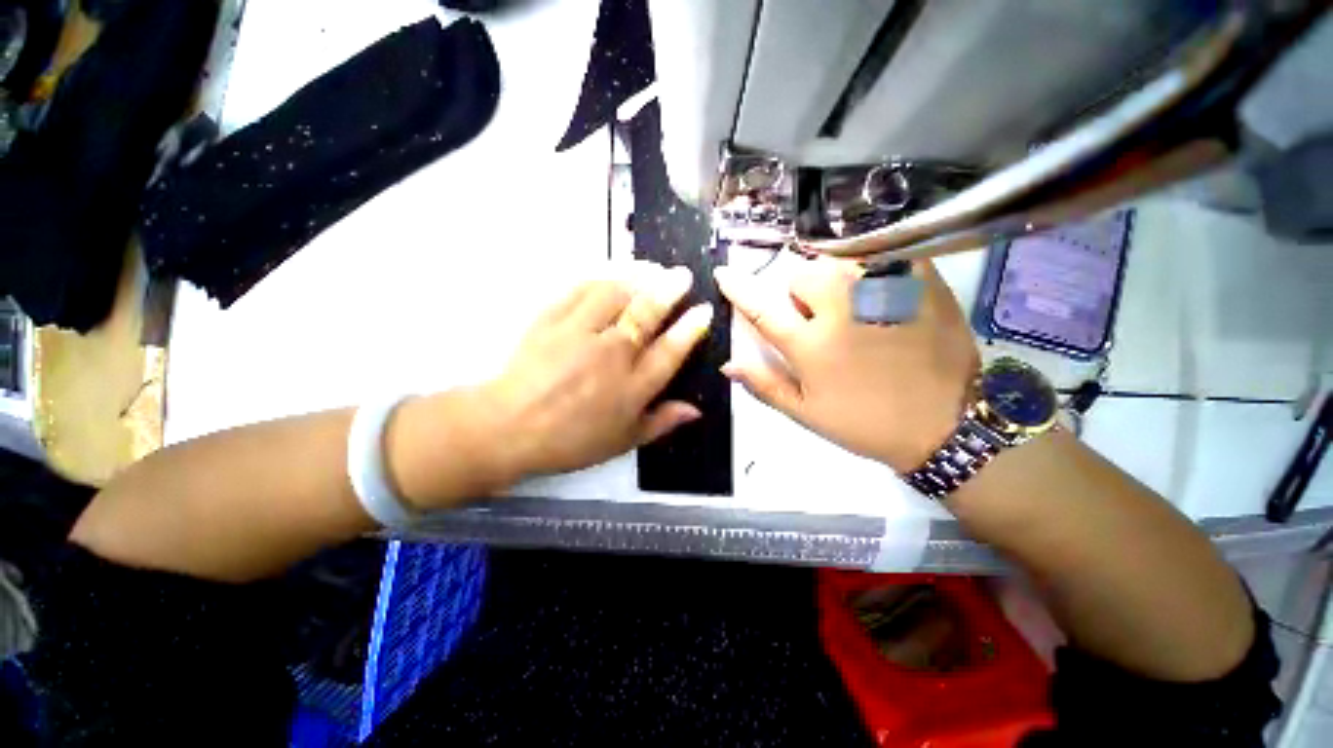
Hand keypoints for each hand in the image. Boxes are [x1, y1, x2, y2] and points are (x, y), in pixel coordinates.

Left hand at [481, 263, 713, 481]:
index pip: (670, 350)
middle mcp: (611, 354)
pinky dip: (599, 278)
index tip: (703, 310)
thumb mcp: (623, 441)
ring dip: (638, 277)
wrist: (509, 428)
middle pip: (646, 314)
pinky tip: (610, 273)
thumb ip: (662, 422)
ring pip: (615, 294)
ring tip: (652, 267)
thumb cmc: (571, 440)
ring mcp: (580, 332)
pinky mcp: (552, 319)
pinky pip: (580, 290)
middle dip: (670, 290)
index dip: (690, 328)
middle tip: (683, 274)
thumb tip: (695, 410)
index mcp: (632, 386)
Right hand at [714, 258, 978, 472]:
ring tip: (847, 300)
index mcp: (811, 345)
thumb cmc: (863, 422)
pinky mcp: (920, 283)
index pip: (762, 307)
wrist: (942, 425)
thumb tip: (728, 363)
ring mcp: (884, 291)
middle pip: (802, 273)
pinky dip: (870, 263)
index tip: (725, 272)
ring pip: (839, 259)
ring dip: (831, 276)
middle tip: (814, 313)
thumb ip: (764, 384)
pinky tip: (877, 287)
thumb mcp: (806, 412)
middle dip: (798, 290)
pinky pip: (883, 253)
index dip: (739, 288)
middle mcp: (843, 310)